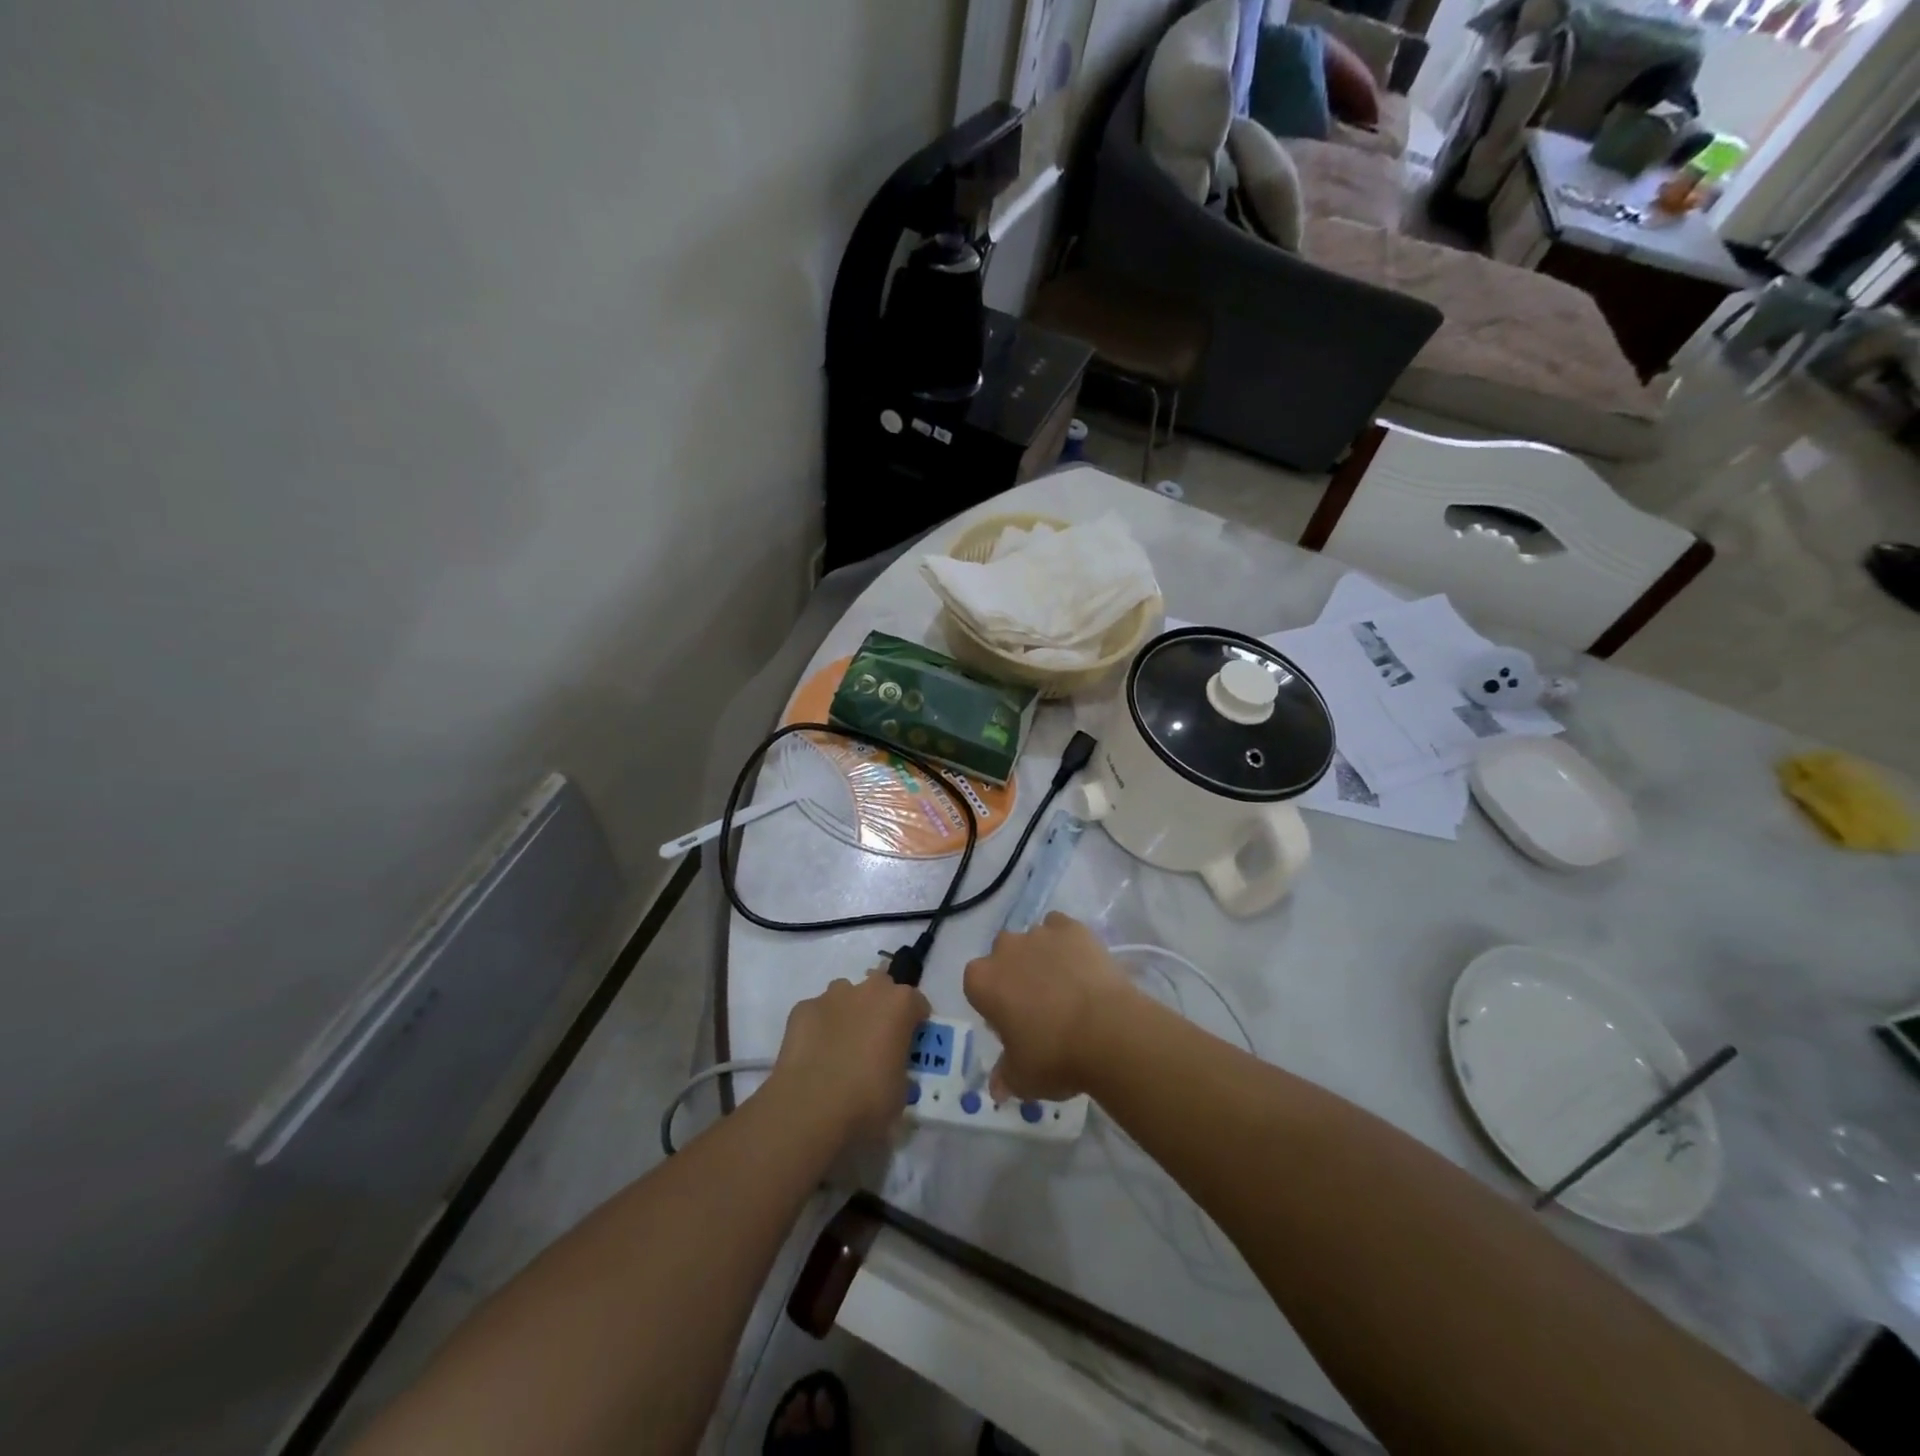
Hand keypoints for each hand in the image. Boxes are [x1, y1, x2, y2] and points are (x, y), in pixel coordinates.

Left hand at [770, 969, 928, 1145]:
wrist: (810, 1110)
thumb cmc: (867, 1101)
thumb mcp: (901, 1091)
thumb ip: (899, 1066)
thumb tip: (890, 1068)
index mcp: (899, 1005)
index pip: (917, 1003)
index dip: (915, 1022)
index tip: (910, 1043)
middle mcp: (867, 990)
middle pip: (880, 987)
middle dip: (880, 1006)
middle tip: (876, 1040)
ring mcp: (831, 996)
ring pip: (845, 995)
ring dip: (848, 1012)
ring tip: (841, 1046)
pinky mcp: (802, 1009)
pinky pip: (817, 1013)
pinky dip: (819, 1027)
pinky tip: (814, 1054)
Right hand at [963, 913, 1137, 1101]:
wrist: (1108, 1032)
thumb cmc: (1054, 1056)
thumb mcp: (1022, 1079)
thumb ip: (1004, 1077)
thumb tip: (997, 1087)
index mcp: (982, 981)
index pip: (977, 985)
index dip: (994, 1003)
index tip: (1012, 1024)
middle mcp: (1004, 949)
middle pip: (1003, 957)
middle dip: (1015, 974)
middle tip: (1039, 1006)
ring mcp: (1039, 934)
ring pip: (1033, 941)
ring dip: (1042, 958)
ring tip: (1067, 987)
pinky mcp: (1072, 927)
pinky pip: (1060, 928)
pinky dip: (1066, 943)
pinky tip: (1081, 966)